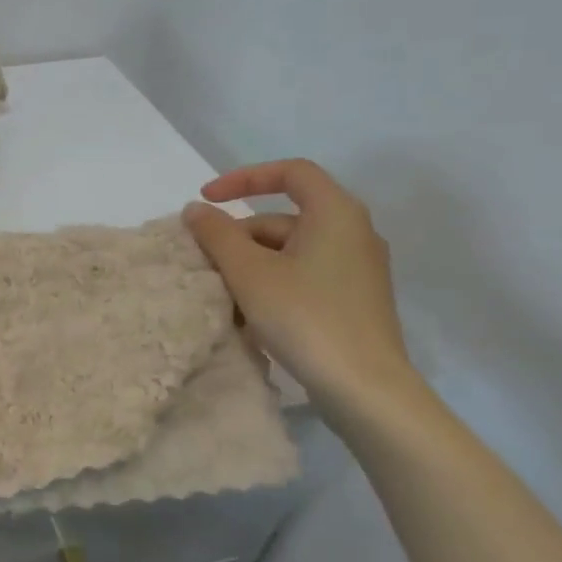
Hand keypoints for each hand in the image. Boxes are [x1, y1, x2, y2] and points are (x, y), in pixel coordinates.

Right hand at [182, 160, 413, 409]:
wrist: (365, 389)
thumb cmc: (305, 317)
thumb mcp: (249, 273)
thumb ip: (217, 235)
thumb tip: (196, 210)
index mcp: (336, 213)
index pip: (290, 172)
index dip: (243, 178)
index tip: (206, 199)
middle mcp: (354, 232)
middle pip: (285, 217)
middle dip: (240, 235)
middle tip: (205, 262)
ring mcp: (357, 269)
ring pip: (291, 251)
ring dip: (251, 264)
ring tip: (221, 295)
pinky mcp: (354, 299)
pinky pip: (304, 275)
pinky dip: (272, 283)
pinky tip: (249, 315)